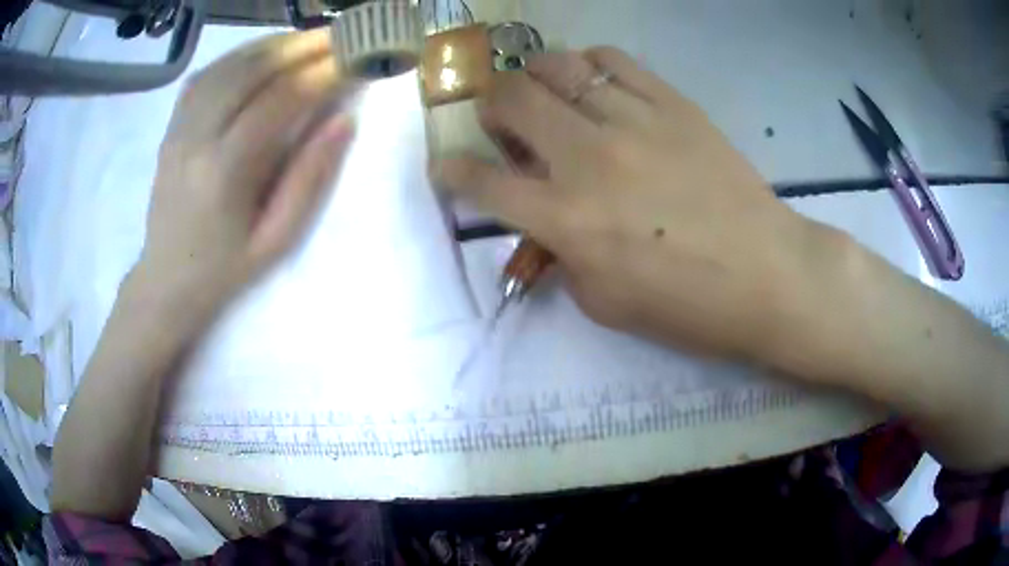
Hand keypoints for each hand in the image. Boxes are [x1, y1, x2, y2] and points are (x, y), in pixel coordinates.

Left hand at [135, 29, 355, 326]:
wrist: (167, 280)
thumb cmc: (225, 269)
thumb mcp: (277, 240)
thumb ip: (311, 179)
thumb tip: (345, 120)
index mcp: (225, 172)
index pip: (280, 100)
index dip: (322, 73)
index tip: (356, 58)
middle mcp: (197, 138)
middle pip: (252, 70)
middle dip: (301, 46)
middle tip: (340, 36)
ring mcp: (179, 128)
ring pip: (228, 65)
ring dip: (272, 44)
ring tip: (307, 40)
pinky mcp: (172, 126)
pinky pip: (206, 75)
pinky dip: (239, 55)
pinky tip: (262, 54)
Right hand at [436, 48, 826, 359]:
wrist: (766, 274)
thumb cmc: (689, 305)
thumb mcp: (605, 304)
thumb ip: (563, 256)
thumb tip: (547, 222)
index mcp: (566, 220)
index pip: (483, 183)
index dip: (452, 171)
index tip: (446, 166)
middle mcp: (588, 158)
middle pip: (511, 100)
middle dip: (491, 107)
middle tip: (503, 121)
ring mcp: (632, 121)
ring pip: (557, 67)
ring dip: (535, 78)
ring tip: (546, 95)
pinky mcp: (672, 103)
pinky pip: (613, 60)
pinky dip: (588, 64)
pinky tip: (593, 81)